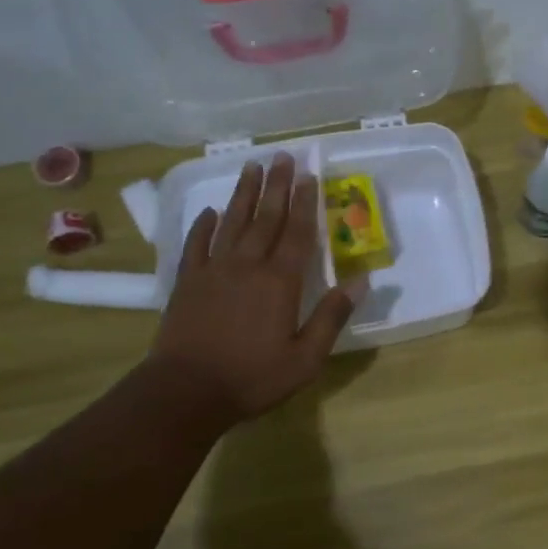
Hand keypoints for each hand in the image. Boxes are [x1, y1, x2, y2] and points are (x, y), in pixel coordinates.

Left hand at [144, 153, 357, 427]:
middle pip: (265, 218)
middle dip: (276, 186)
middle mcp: (247, 266)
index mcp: (280, 282)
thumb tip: (361, 281)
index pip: (298, 233)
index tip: (308, 175)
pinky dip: (203, 226)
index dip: (305, 203)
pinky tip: (209, 212)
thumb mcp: (305, 358)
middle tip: (281, 156)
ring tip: (251, 166)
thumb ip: (332, 317)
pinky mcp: (187, 282)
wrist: (186, 391)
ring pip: (231, 223)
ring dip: (243, 194)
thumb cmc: (253, 378)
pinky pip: (196, 244)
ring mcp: (213, 270)